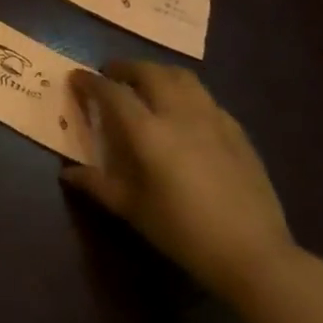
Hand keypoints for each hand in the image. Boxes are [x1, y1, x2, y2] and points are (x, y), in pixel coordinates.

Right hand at [64, 61, 295, 302]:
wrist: (254, 254)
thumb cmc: (184, 232)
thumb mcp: (133, 210)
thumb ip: (98, 185)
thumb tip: (68, 173)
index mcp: (148, 132)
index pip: (112, 92)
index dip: (90, 81)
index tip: (76, 78)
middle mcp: (179, 114)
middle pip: (148, 72)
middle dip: (125, 68)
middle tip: (110, 75)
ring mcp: (212, 118)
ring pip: (181, 76)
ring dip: (157, 72)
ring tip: (146, 84)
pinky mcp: (236, 130)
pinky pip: (205, 97)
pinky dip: (185, 93)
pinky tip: (183, 112)